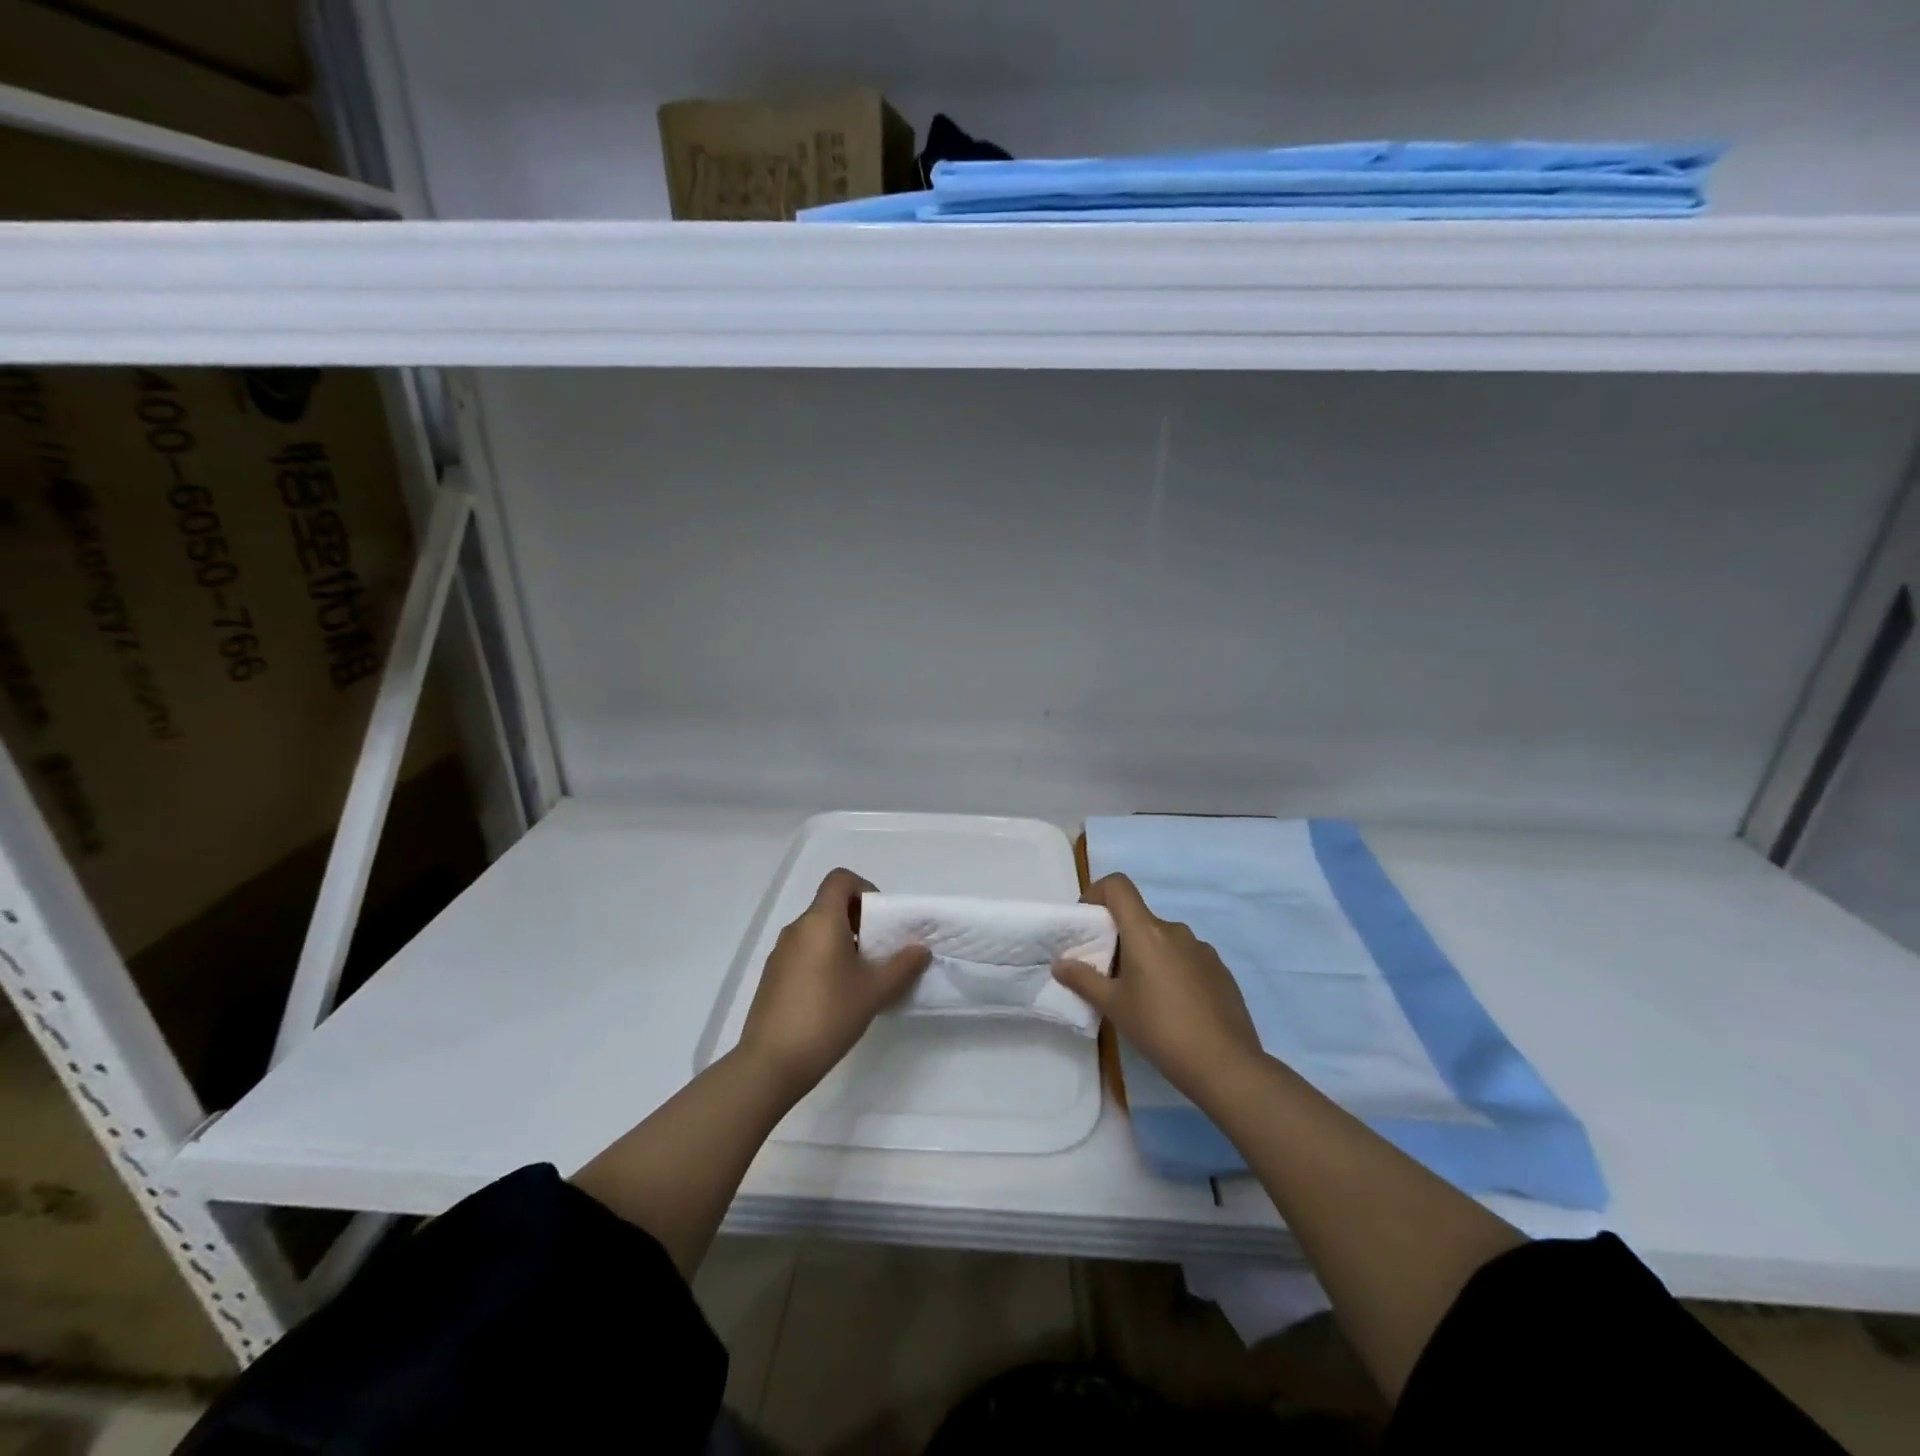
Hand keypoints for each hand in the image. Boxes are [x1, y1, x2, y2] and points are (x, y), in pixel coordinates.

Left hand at [738, 869, 931, 1097]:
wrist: (771, 1063)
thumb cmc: (828, 1016)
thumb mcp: (875, 991)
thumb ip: (902, 966)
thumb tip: (920, 949)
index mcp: (821, 921)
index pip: (840, 880)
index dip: (864, 889)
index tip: (881, 920)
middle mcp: (797, 928)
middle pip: (830, 905)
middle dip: (858, 921)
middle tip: (878, 952)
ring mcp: (780, 953)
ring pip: (817, 931)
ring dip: (841, 942)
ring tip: (860, 978)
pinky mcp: (772, 976)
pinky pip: (803, 953)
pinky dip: (823, 960)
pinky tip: (834, 997)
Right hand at [1053, 873, 1262, 1104]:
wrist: (1226, 1064)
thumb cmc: (1160, 1028)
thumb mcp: (1114, 1006)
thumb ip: (1083, 980)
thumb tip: (1060, 962)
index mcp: (1146, 931)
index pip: (1118, 886)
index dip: (1097, 893)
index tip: (1088, 922)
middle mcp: (1175, 930)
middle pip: (1139, 917)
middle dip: (1120, 937)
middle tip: (1109, 973)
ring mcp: (1202, 949)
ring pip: (1163, 940)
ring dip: (1147, 955)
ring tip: (1142, 995)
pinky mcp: (1220, 970)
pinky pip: (1186, 957)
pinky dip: (1172, 969)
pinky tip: (1174, 1006)